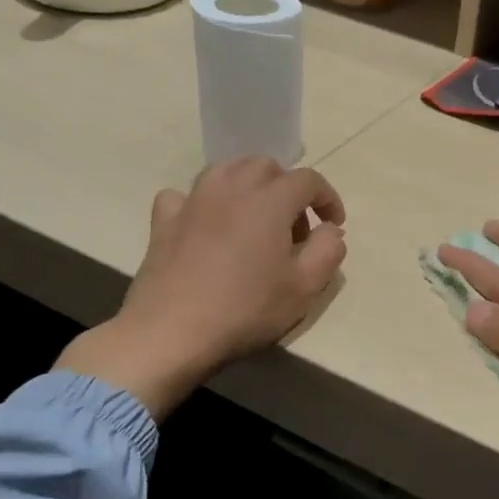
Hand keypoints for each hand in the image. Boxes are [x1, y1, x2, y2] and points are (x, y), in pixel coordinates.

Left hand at [56, 157, 347, 416]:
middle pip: (265, 166)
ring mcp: (192, 202)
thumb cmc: (246, 309)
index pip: (308, 180)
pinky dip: (201, 202)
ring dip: (247, 185)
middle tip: (294, 226)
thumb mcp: (305, 287)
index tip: (334, 224)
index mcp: (269, 201)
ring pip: (225, 170)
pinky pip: (184, 196)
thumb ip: (328, 250)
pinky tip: (205, 224)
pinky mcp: (164, 222)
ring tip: (254, 217)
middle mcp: (231, 188)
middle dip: (287, 187)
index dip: (327, 198)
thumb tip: (331, 230)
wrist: (172, 332)